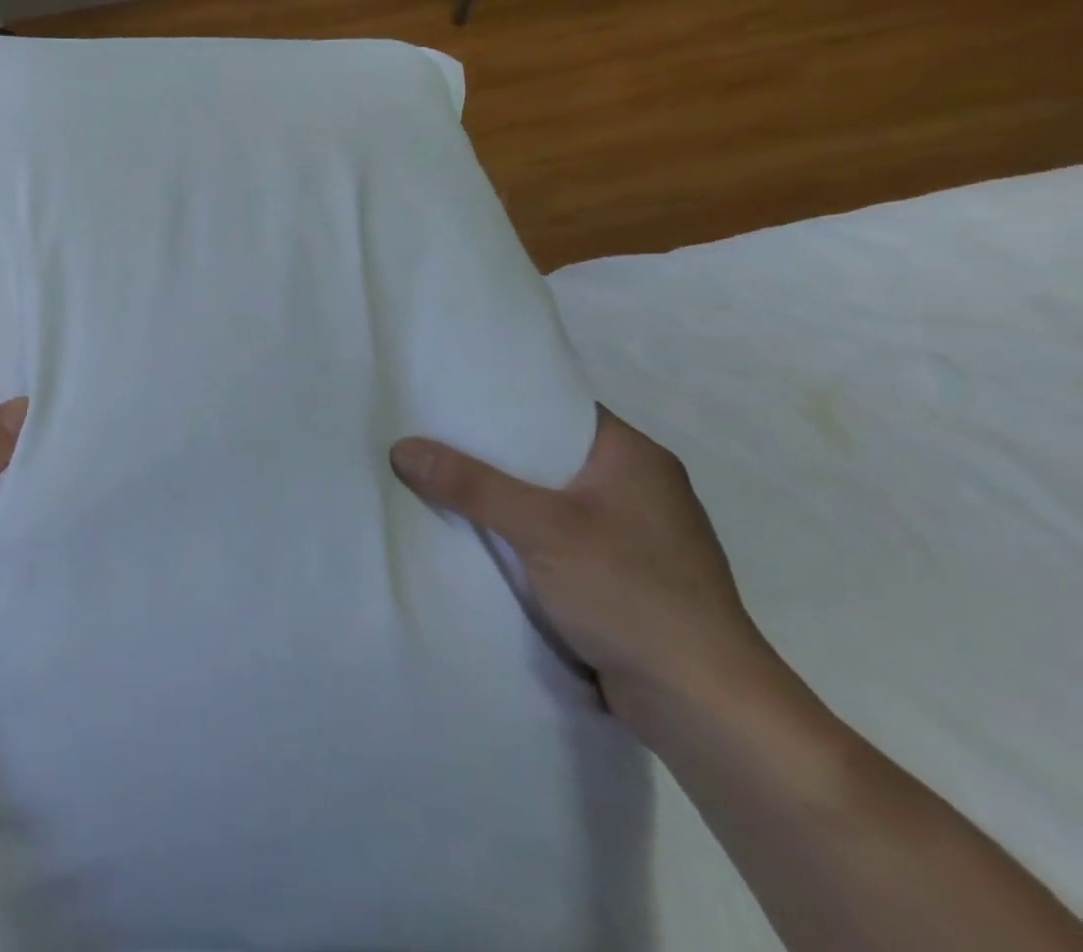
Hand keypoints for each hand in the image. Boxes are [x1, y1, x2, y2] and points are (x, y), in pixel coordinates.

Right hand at [390, 410, 775, 724]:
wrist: (707, 710)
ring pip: (548, 500)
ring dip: (503, 499)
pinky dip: (520, 536)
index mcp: (634, 457)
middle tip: (429, 437)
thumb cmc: (632, 595)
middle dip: (490, 452)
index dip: (502, 399)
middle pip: (546, 454)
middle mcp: (638, 488)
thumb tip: (401, 447)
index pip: (557, 406)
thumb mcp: (541, 528)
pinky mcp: (623, 579)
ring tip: (439, 481)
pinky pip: (556, 539)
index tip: (446, 398)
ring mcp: (632, 536)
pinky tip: (477, 536)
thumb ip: (470, 485)